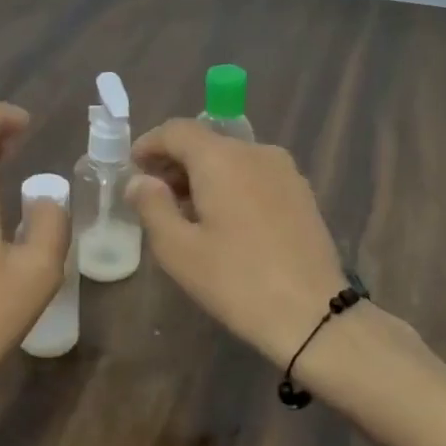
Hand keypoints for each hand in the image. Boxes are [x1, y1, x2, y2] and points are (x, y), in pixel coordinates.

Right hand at [127, 119, 346, 366]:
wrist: (313, 314)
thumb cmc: (236, 280)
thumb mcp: (178, 249)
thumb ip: (152, 206)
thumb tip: (139, 180)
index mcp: (222, 158)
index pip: (177, 130)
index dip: (149, 144)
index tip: (132, 168)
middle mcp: (256, 152)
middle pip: (206, 142)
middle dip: (175, 162)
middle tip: (153, 195)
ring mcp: (284, 171)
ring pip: (232, 159)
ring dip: (203, 175)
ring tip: (185, 212)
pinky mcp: (301, 193)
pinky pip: (254, 175)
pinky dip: (230, 185)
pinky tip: (223, 220)